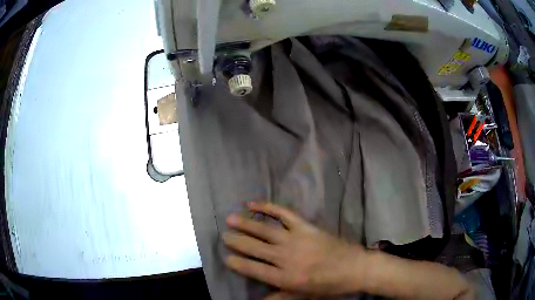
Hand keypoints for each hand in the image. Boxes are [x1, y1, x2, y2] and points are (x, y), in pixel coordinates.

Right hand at [223, 202, 365, 298]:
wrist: (355, 268)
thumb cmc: (330, 286)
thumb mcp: (304, 297)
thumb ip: (281, 297)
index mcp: (286, 278)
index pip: (254, 270)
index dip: (238, 263)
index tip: (226, 257)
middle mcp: (286, 258)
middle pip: (255, 248)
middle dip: (237, 242)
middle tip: (223, 236)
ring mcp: (296, 239)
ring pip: (265, 230)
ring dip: (246, 224)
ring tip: (230, 219)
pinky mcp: (305, 226)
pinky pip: (283, 214)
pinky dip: (268, 207)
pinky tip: (253, 204)